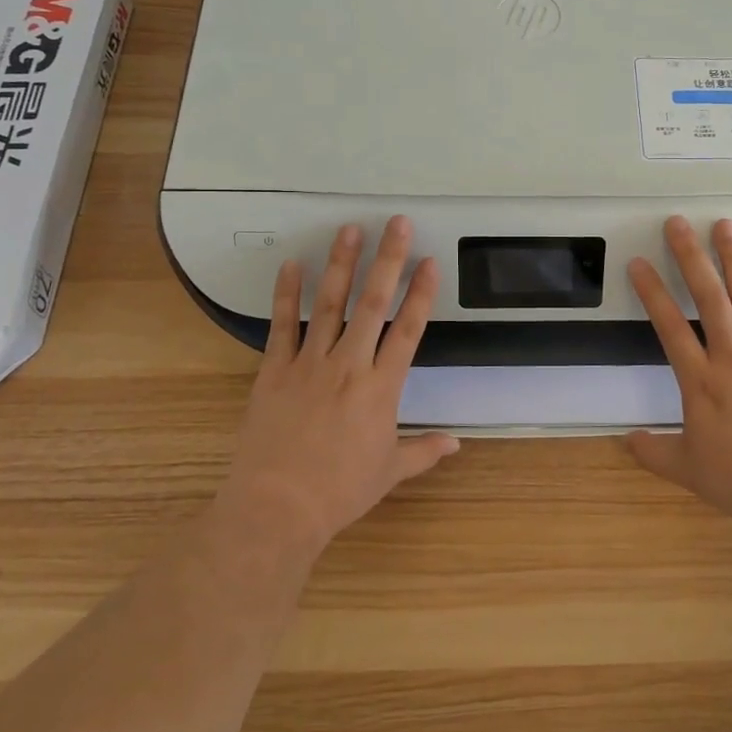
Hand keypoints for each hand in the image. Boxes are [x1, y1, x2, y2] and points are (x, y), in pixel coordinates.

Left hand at [221, 217, 457, 557]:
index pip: (408, 330)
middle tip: (395, 223)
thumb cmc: (339, 491)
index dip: (421, 294)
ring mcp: (309, 364)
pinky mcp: (274, 371)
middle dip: (387, 260)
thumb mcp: (389, 472)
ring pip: (329, 304)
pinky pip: (282, 326)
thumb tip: (457, 442)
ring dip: (341, 264)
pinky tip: (292, 265)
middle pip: (373, 303)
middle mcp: (349, 365)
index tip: (430, 262)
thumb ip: (424, 450)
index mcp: (381, 388)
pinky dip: (286, 294)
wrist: (277, 508)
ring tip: (350, 230)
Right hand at [626, 215, 731, 530]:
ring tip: (724, 225)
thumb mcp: (689, 471)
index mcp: (701, 383)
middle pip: (709, 298)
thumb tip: (626, 440)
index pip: (670, 328)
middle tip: (678, 223)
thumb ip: (654, 452)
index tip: (638, 263)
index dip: (652, 293)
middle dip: (691, 257)